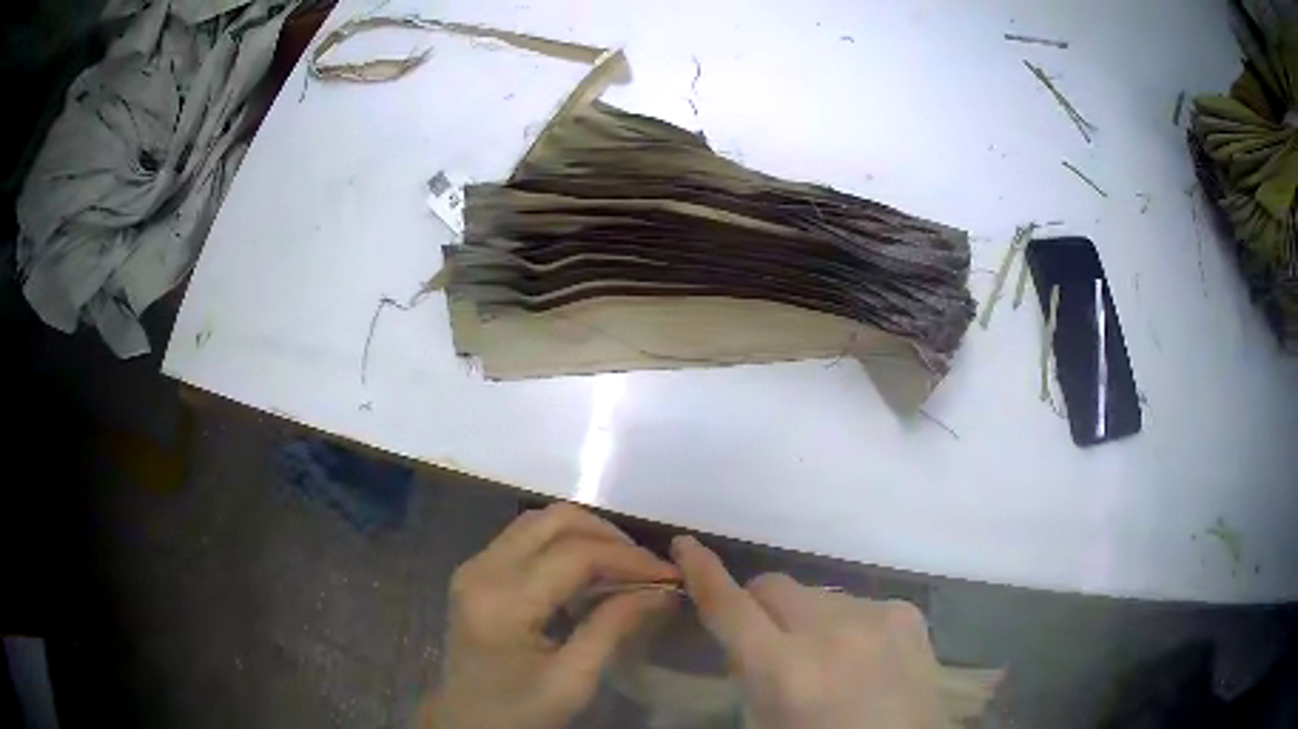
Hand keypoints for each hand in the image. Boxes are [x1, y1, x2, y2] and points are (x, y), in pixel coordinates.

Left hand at [423, 503, 678, 728]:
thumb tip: (663, 590)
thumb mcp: (573, 680)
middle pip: (554, 520)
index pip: (576, 555)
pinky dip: (564, 544)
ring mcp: (474, 566)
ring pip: (539, 521)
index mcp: (503, 601)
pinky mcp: (476, 571)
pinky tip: (589, 573)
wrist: (466, 722)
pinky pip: (526, 537)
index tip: (670, 574)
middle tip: (647, 567)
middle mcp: (482, 569)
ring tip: (624, 567)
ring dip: (587, 535)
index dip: (629, 559)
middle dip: (609, 536)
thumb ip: (614, 627)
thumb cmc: (519, 711)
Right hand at [671, 536, 940, 728]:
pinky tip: (862, 656)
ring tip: (826, 659)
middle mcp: (830, 632)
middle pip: (773, 585)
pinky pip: (856, 603)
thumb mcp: (764, 720)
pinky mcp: (907, 613)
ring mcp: (875, 617)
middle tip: (768, 641)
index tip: (685, 545)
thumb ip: (748, 670)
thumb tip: (743, 632)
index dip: (702, 573)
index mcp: (785, 671)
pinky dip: (846, 624)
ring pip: (815, 594)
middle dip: (759, 606)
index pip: (731, 607)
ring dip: (807, 618)